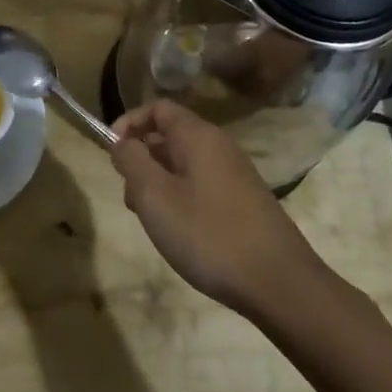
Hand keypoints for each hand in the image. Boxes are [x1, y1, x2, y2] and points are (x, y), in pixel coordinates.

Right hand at [109, 99, 326, 312]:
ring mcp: (235, 175)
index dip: (130, 122)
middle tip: (129, 196)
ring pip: (184, 164)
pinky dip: (180, 198)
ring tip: (151, 220)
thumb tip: (122, 141)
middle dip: (141, 158)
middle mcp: (220, 147)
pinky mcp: (244, 202)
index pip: (158, 107)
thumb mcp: (155, 196)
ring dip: (158, 183)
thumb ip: (132, 161)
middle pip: (170, 135)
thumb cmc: (209, 234)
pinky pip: (201, 185)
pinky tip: (178, 233)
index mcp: (199, 137)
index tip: (111, 152)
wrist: (280, 284)